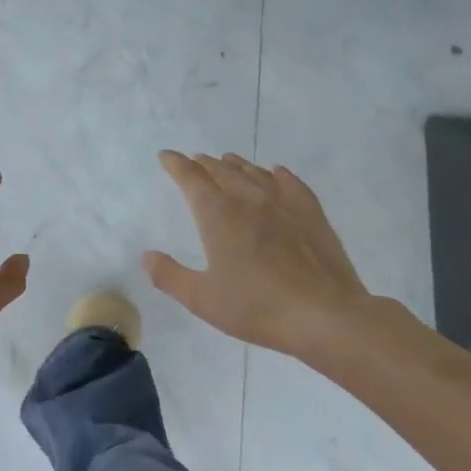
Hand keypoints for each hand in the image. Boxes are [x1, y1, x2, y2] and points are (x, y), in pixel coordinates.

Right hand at [143, 151, 374, 358]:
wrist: (323, 314)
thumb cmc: (256, 307)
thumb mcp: (201, 299)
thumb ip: (169, 276)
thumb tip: (147, 256)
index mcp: (218, 215)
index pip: (192, 179)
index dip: (176, 165)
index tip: (166, 156)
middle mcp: (249, 199)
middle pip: (222, 171)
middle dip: (204, 164)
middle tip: (194, 161)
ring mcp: (283, 203)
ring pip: (254, 172)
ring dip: (236, 165)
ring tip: (227, 162)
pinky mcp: (311, 213)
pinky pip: (290, 182)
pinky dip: (276, 174)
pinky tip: (275, 173)